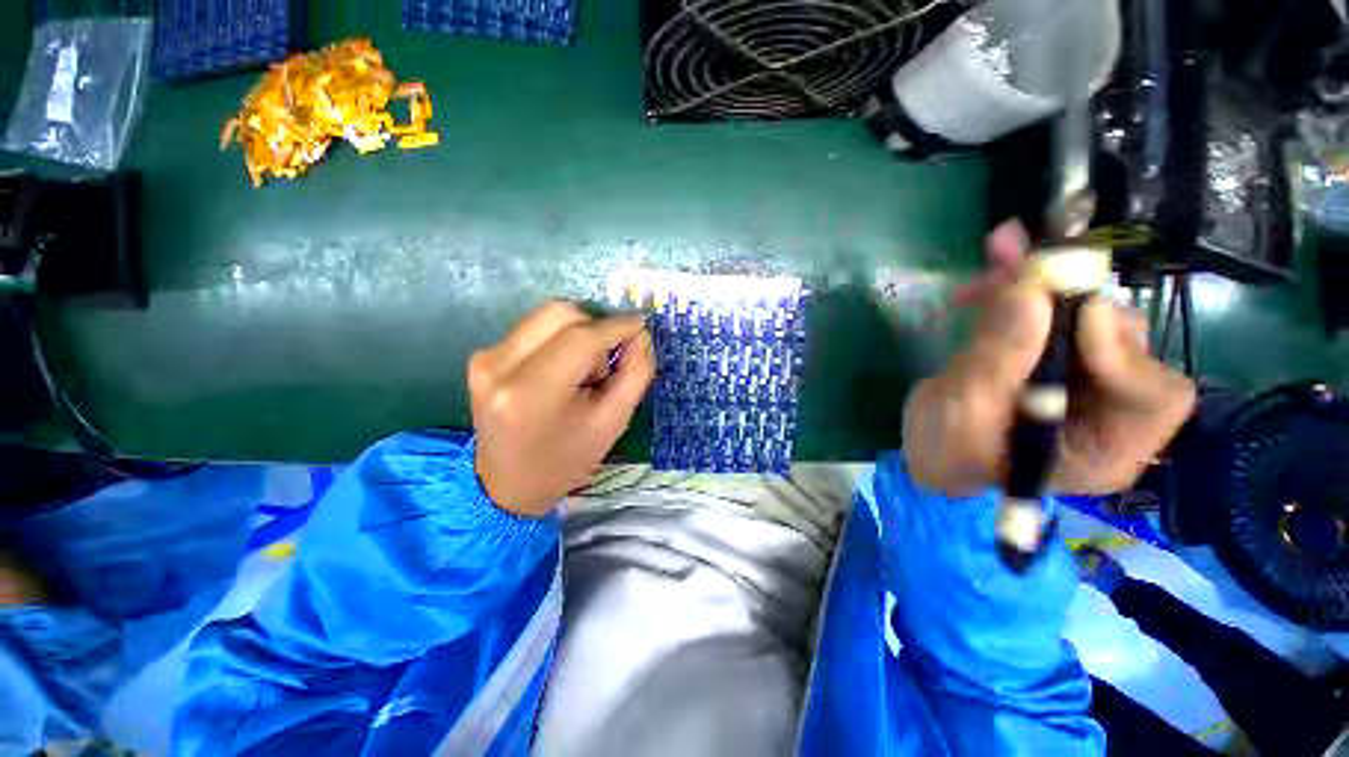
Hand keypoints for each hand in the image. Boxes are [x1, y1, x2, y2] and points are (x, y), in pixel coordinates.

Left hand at [469, 301, 654, 515]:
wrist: (509, 484)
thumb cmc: (567, 458)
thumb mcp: (614, 421)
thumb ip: (635, 372)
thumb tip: (639, 333)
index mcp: (533, 392)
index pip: (580, 337)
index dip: (616, 325)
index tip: (640, 324)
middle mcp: (500, 365)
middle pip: (561, 313)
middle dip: (595, 329)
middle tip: (605, 362)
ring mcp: (486, 358)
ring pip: (547, 316)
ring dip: (577, 334)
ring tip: (583, 371)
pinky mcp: (482, 356)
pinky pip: (534, 328)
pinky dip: (559, 341)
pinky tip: (562, 372)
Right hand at [902, 223, 1196, 494]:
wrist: (927, 454)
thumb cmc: (944, 454)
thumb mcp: (962, 414)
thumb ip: (996, 360)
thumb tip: (1031, 291)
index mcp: (1105, 448)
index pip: (1153, 395)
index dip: (1120, 352)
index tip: (1068, 314)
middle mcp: (1110, 410)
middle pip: (1122, 343)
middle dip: (1072, 300)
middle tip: (1021, 264)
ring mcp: (1084, 381)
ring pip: (1086, 318)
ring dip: (1046, 284)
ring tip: (999, 256)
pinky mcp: (1053, 358)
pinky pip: (1053, 314)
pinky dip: (1026, 287)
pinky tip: (996, 271)